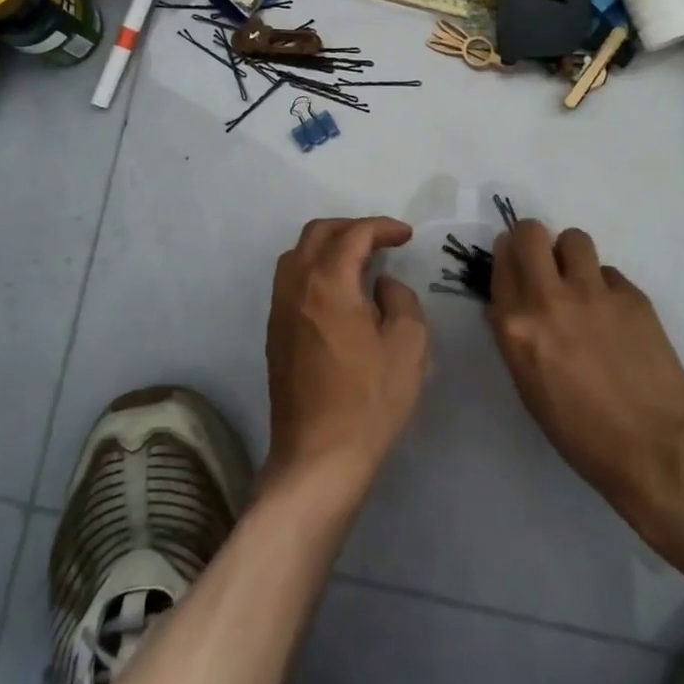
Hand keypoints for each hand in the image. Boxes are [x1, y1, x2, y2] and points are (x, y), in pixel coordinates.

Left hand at [264, 217, 429, 497]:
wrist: (319, 456)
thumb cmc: (370, 400)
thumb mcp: (408, 345)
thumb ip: (400, 299)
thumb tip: (381, 284)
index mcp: (328, 283)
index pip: (353, 235)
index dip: (382, 227)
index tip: (406, 236)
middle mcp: (296, 287)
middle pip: (317, 234)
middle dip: (352, 228)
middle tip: (382, 241)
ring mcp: (279, 310)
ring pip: (297, 255)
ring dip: (328, 246)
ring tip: (359, 261)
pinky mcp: (275, 333)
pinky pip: (290, 281)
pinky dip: (315, 270)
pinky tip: (338, 292)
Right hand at [488, 220, 683, 537]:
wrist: (652, 446)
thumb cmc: (578, 430)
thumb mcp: (527, 384)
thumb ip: (513, 335)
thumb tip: (505, 306)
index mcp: (516, 325)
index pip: (501, 260)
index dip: (507, 258)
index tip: (514, 266)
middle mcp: (550, 298)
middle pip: (531, 232)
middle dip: (532, 240)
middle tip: (542, 262)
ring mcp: (594, 293)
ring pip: (574, 239)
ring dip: (570, 256)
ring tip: (580, 283)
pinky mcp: (632, 295)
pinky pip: (608, 272)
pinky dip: (605, 287)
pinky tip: (614, 317)